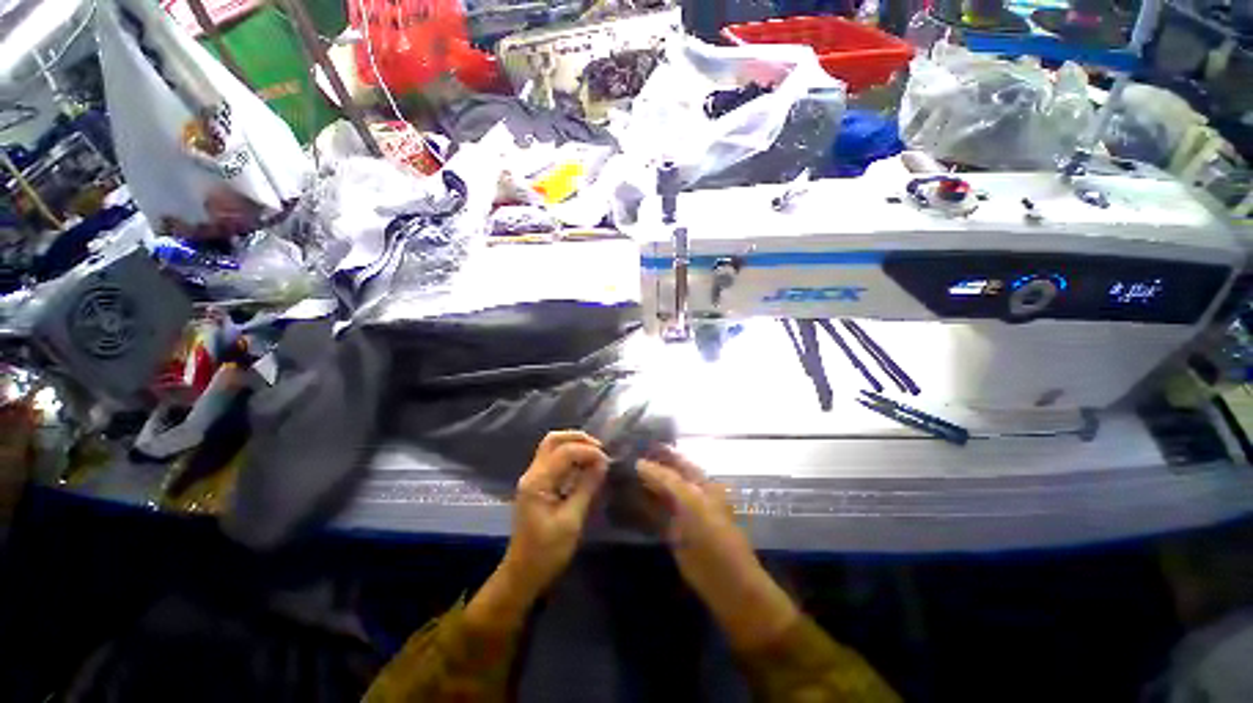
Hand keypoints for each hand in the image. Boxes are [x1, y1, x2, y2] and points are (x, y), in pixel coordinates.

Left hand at [502, 430, 608, 597]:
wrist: (523, 574)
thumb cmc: (547, 552)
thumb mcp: (571, 521)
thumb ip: (586, 487)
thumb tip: (603, 463)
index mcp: (538, 482)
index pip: (564, 452)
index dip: (588, 451)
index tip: (607, 460)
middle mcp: (532, 473)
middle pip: (553, 440)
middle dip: (578, 439)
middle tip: (600, 448)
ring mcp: (533, 478)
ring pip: (553, 447)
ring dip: (575, 445)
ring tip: (596, 455)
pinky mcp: (538, 484)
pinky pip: (554, 459)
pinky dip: (571, 456)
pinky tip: (585, 466)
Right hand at [637, 447, 798, 650]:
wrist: (725, 582)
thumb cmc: (712, 536)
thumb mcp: (691, 502)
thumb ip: (666, 480)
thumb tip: (639, 462)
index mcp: (701, 482)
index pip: (676, 460)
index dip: (658, 452)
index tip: (634, 444)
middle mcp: (691, 493)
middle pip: (666, 475)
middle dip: (646, 467)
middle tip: (620, 460)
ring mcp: (681, 513)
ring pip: (658, 493)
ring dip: (641, 485)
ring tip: (618, 475)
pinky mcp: (672, 531)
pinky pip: (654, 513)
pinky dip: (641, 505)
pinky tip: (624, 499)